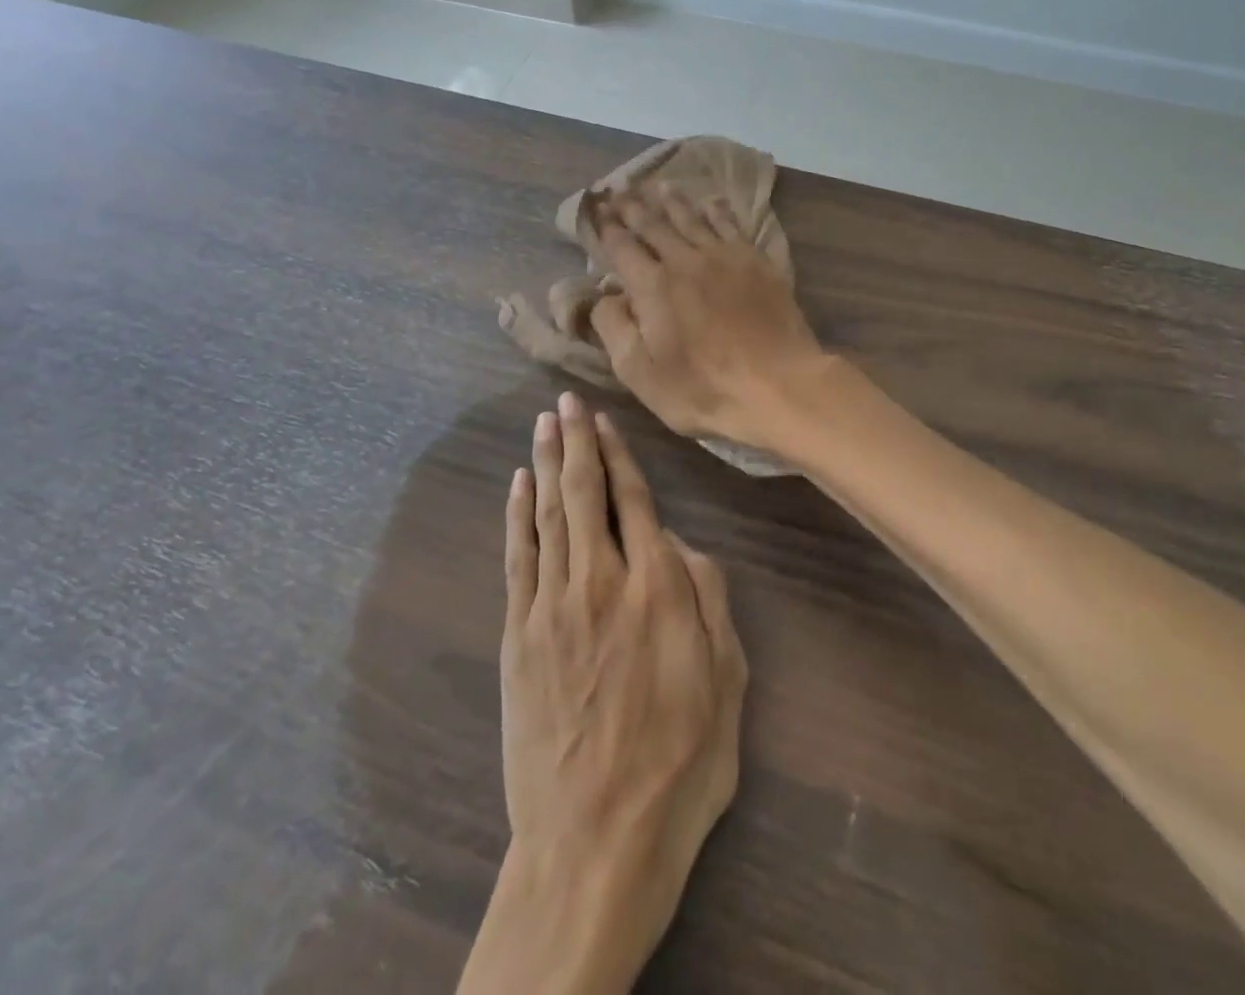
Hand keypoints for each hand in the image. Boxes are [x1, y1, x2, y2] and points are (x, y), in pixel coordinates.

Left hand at [460, 393, 745, 994]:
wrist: (594, 842)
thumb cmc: (678, 765)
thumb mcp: (726, 685)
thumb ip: (709, 601)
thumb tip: (683, 545)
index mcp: (658, 591)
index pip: (636, 503)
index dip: (620, 457)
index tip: (606, 422)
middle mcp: (602, 583)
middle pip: (586, 494)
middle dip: (578, 442)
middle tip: (566, 401)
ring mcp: (553, 606)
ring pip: (550, 515)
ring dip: (547, 464)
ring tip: (544, 424)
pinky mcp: (519, 634)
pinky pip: (518, 557)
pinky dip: (518, 514)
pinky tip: (519, 484)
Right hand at [590, 186, 826, 451]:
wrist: (779, 386)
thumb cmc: (703, 388)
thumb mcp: (640, 372)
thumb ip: (614, 328)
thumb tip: (603, 295)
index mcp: (652, 285)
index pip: (622, 246)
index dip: (605, 227)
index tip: (596, 208)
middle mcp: (686, 259)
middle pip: (654, 224)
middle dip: (633, 206)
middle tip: (619, 189)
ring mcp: (725, 257)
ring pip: (693, 218)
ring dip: (673, 201)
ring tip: (659, 186)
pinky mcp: (757, 262)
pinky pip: (732, 226)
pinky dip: (717, 210)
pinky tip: (712, 202)